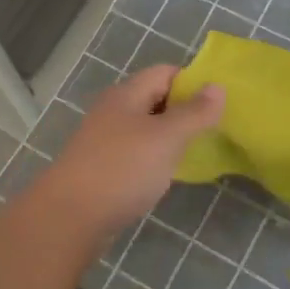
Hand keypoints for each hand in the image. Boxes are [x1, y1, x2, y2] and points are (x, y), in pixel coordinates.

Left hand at [36, 65, 224, 237]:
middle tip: (215, 129)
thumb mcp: (166, 138)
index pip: (165, 72)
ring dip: (170, 137)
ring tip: (198, 152)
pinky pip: (135, 153)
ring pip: (145, 128)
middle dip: (185, 111)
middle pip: (155, 99)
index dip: (193, 82)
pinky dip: (154, 159)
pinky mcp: (102, 167)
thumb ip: (194, 113)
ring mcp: (105, 140)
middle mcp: (114, 111)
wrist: (69, 216)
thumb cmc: (122, 169)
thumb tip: (217, 86)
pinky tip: (167, 175)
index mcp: (127, 94)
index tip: (219, 104)